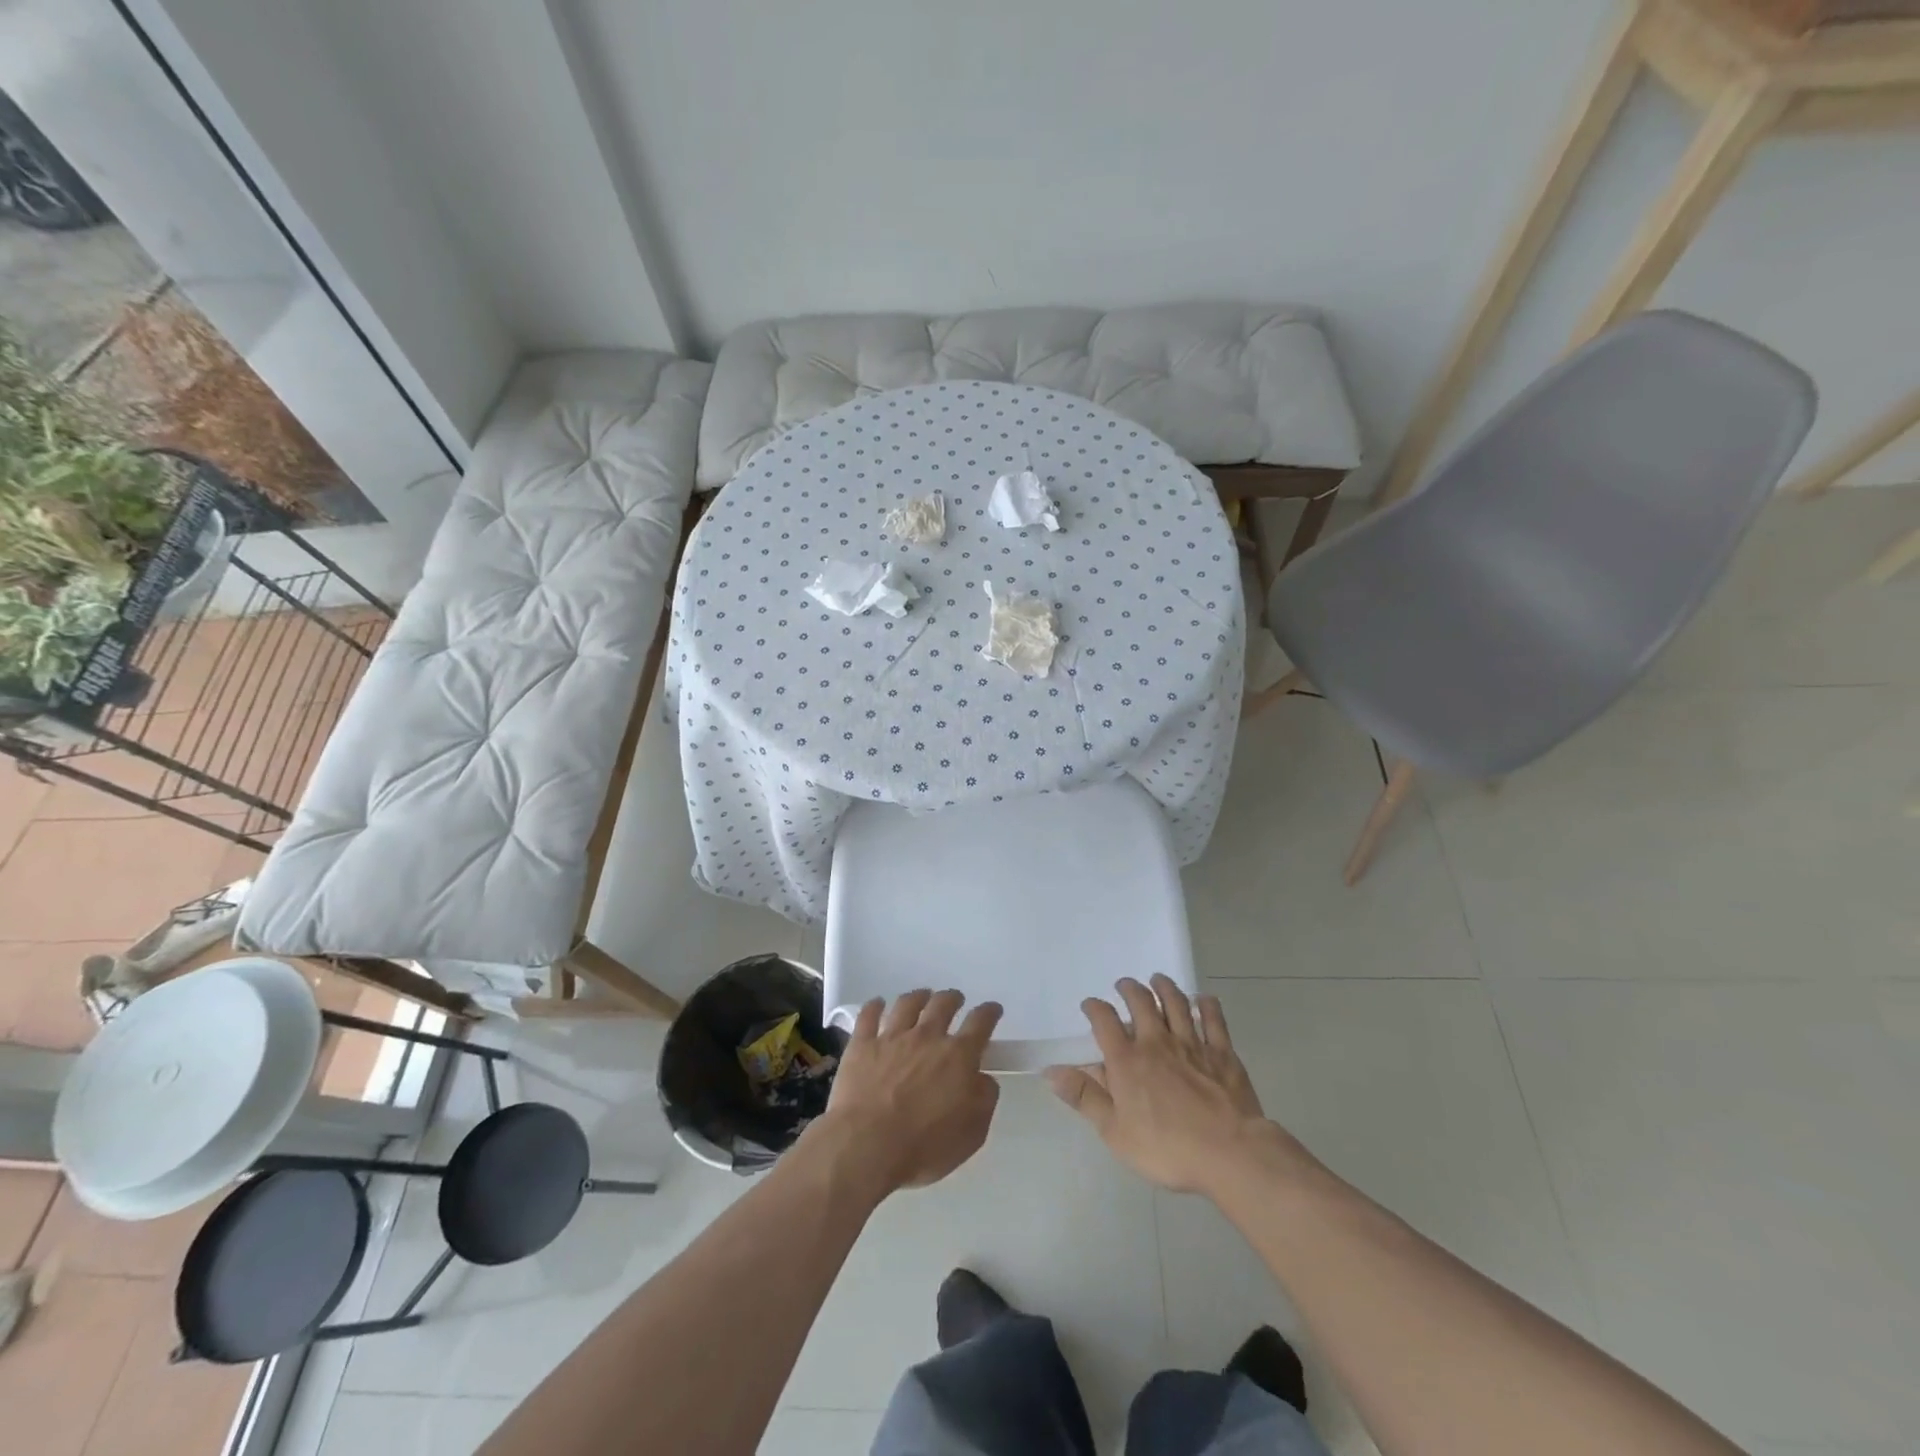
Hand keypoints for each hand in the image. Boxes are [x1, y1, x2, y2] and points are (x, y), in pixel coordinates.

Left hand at [816, 990, 1002, 1194]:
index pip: (980, 1023)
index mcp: (958, 1056)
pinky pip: (868, 1015)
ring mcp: (892, 1037)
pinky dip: (874, 1006)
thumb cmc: (924, 1145)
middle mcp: (927, 1037)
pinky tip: (877, 1003)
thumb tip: (983, 1078)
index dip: (989, 1012)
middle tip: (954, 1000)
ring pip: (908, 1004)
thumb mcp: (972, 1132)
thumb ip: (984, 1099)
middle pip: (943, 1004)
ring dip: (918, 996)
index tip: (992, 1009)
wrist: (868, 1145)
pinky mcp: (862, 1045)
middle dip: (952, 998)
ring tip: (922, 996)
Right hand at [1045, 976, 1308, 1196]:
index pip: (1104, 1020)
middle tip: (1125, 985)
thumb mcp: (1115, 1132)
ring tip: (1158, 979)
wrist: (1229, 1153)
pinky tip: (1203, 999)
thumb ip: (1084, 1097)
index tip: (1090, 1005)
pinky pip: (1213, 1020)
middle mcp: (1157, 1042)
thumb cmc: (1166, 1148)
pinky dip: (1207, 1005)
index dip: (1094, 1008)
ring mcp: (1192, 1044)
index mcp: (1127, 1060)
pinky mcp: (1222, 1053)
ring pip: (1176, 1003)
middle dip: (1130, 989)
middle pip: (1141, 1002)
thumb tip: (1050, 1072)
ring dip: (1164, 987)